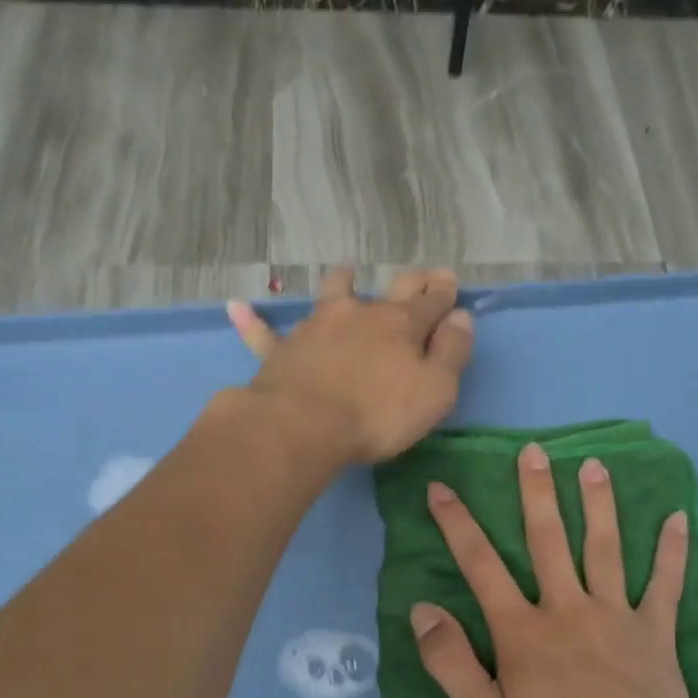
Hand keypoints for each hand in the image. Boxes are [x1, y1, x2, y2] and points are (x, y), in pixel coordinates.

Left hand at [227, 268, 473, 464]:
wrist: (306, 425)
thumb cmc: (379, 414)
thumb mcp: (435, 390)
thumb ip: (452, 352)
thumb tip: (460, 317)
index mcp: (401, 325)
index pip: (430, 302)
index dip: (444, 293)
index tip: (450, 281)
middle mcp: (360, 314)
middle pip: (389, 289)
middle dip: (411, 281)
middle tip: (421, 275)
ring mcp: (317, 327)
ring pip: (330, 294)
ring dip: (342, 281)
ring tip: (346, 272)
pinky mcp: (282, 351)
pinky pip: (264, 333)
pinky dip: (252, 320)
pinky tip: (237, 307)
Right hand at [409, 442, 697, 697]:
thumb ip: (450, 663)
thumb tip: (422, 611)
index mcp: (522, 631)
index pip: (481, 566)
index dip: (458, 524)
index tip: (443, 488)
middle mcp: (567, 609)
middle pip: (548, 540)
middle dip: (536, 493)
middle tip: (534, 451)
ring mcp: (616, 616)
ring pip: (605, 548)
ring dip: (598, 504)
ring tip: (594, 465)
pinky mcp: (656, 633)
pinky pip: (666, 584)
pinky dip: (672, 551)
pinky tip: (678, 518)